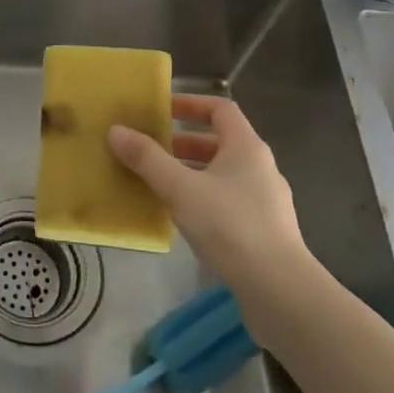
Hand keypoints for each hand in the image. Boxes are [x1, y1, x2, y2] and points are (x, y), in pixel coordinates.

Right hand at [107, 94, 314, 300]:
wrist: (278, 289)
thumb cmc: (229, 225)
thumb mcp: (179, 188)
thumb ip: (146, 158)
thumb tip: (116, 131)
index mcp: (247, 147)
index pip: (220, 109)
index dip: (190, 104)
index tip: (161, 109)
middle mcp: (260, 167)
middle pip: (219, 142)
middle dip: (182, 143)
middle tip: (149, 149)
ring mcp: (265, 200)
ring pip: (222, 173)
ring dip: (190, 172)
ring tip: (157, 182)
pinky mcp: (263, 229)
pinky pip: (226, 200)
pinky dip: (201, 197)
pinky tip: (180, 216)